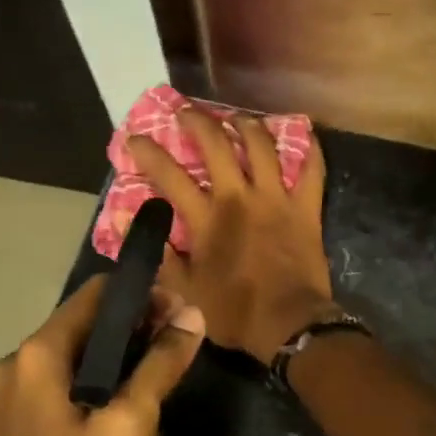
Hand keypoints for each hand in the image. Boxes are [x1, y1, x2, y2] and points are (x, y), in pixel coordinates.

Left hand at [0, 276, 204, 435]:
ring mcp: (19, 401)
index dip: (143, 294)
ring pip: (81, 355)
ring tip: (171, 362)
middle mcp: (19, 368)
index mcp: (37, 357)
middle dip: (138, 323)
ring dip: (125, 352)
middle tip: (184, 338)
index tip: (184, 310)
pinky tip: (138, 395)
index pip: (95, 295)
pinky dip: (106, 378)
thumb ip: (160, 362)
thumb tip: (192, 314)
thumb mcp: (133, 424)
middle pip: (87, 323)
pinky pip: (72, 384)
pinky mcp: (28, 428)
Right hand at [127, 109, 332, 360]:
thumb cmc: (235, 311)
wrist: (290, 324)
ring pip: (262, 147)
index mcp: (207, 218)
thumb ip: (158, 254)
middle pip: (217, 145)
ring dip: (247, 125)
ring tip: (237, 117)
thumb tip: (123, 222)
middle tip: (186, 111)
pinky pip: (312, 170)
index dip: (149, 153)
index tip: (135, 137)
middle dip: (198, 121)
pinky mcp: (306, 208)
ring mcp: (276, 199)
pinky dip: (310, 149)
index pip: (170, 176)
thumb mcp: (186, 291)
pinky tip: (305, 133)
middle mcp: (240, 198)